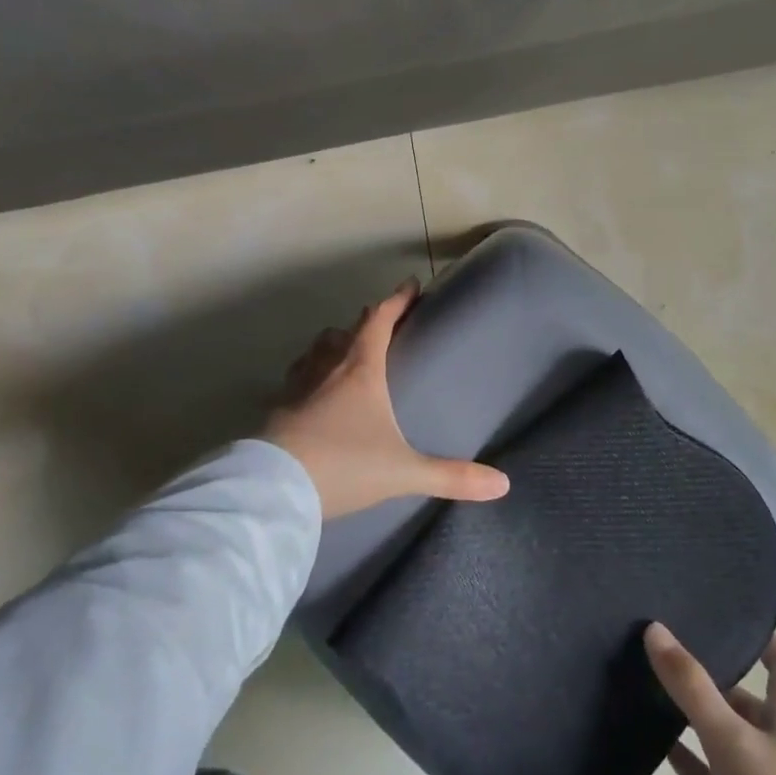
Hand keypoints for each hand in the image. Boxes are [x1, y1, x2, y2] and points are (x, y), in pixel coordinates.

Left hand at [263, 279, 510, 519]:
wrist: (273, 490)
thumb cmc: (343, 465)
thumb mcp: (403, 472)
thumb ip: (451, 477)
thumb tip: (502, 484)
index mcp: (360, 369)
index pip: (380, 320)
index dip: (397, 300)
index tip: (410, 284)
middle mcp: (327, 368)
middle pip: (345, 331)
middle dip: (366, 322)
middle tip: (382, 324)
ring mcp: (296, 387)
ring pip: (316, 350)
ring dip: (333, 345)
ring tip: (345, 354)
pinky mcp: (276, 409)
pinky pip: (296, 378)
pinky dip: (309, 375)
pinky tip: (313, 394)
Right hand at [645, 624, 775, 774]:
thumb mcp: (731, 736)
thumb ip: (691, 685)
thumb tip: (653, 629)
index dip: (769, 645)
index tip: (740, 621)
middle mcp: (772, 745)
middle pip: (744, 701)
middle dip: (715, 678)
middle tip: (672, 649)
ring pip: (720, 736)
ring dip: (693, 716)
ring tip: (652, 685)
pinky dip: (682, 758)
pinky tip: (653, 741)